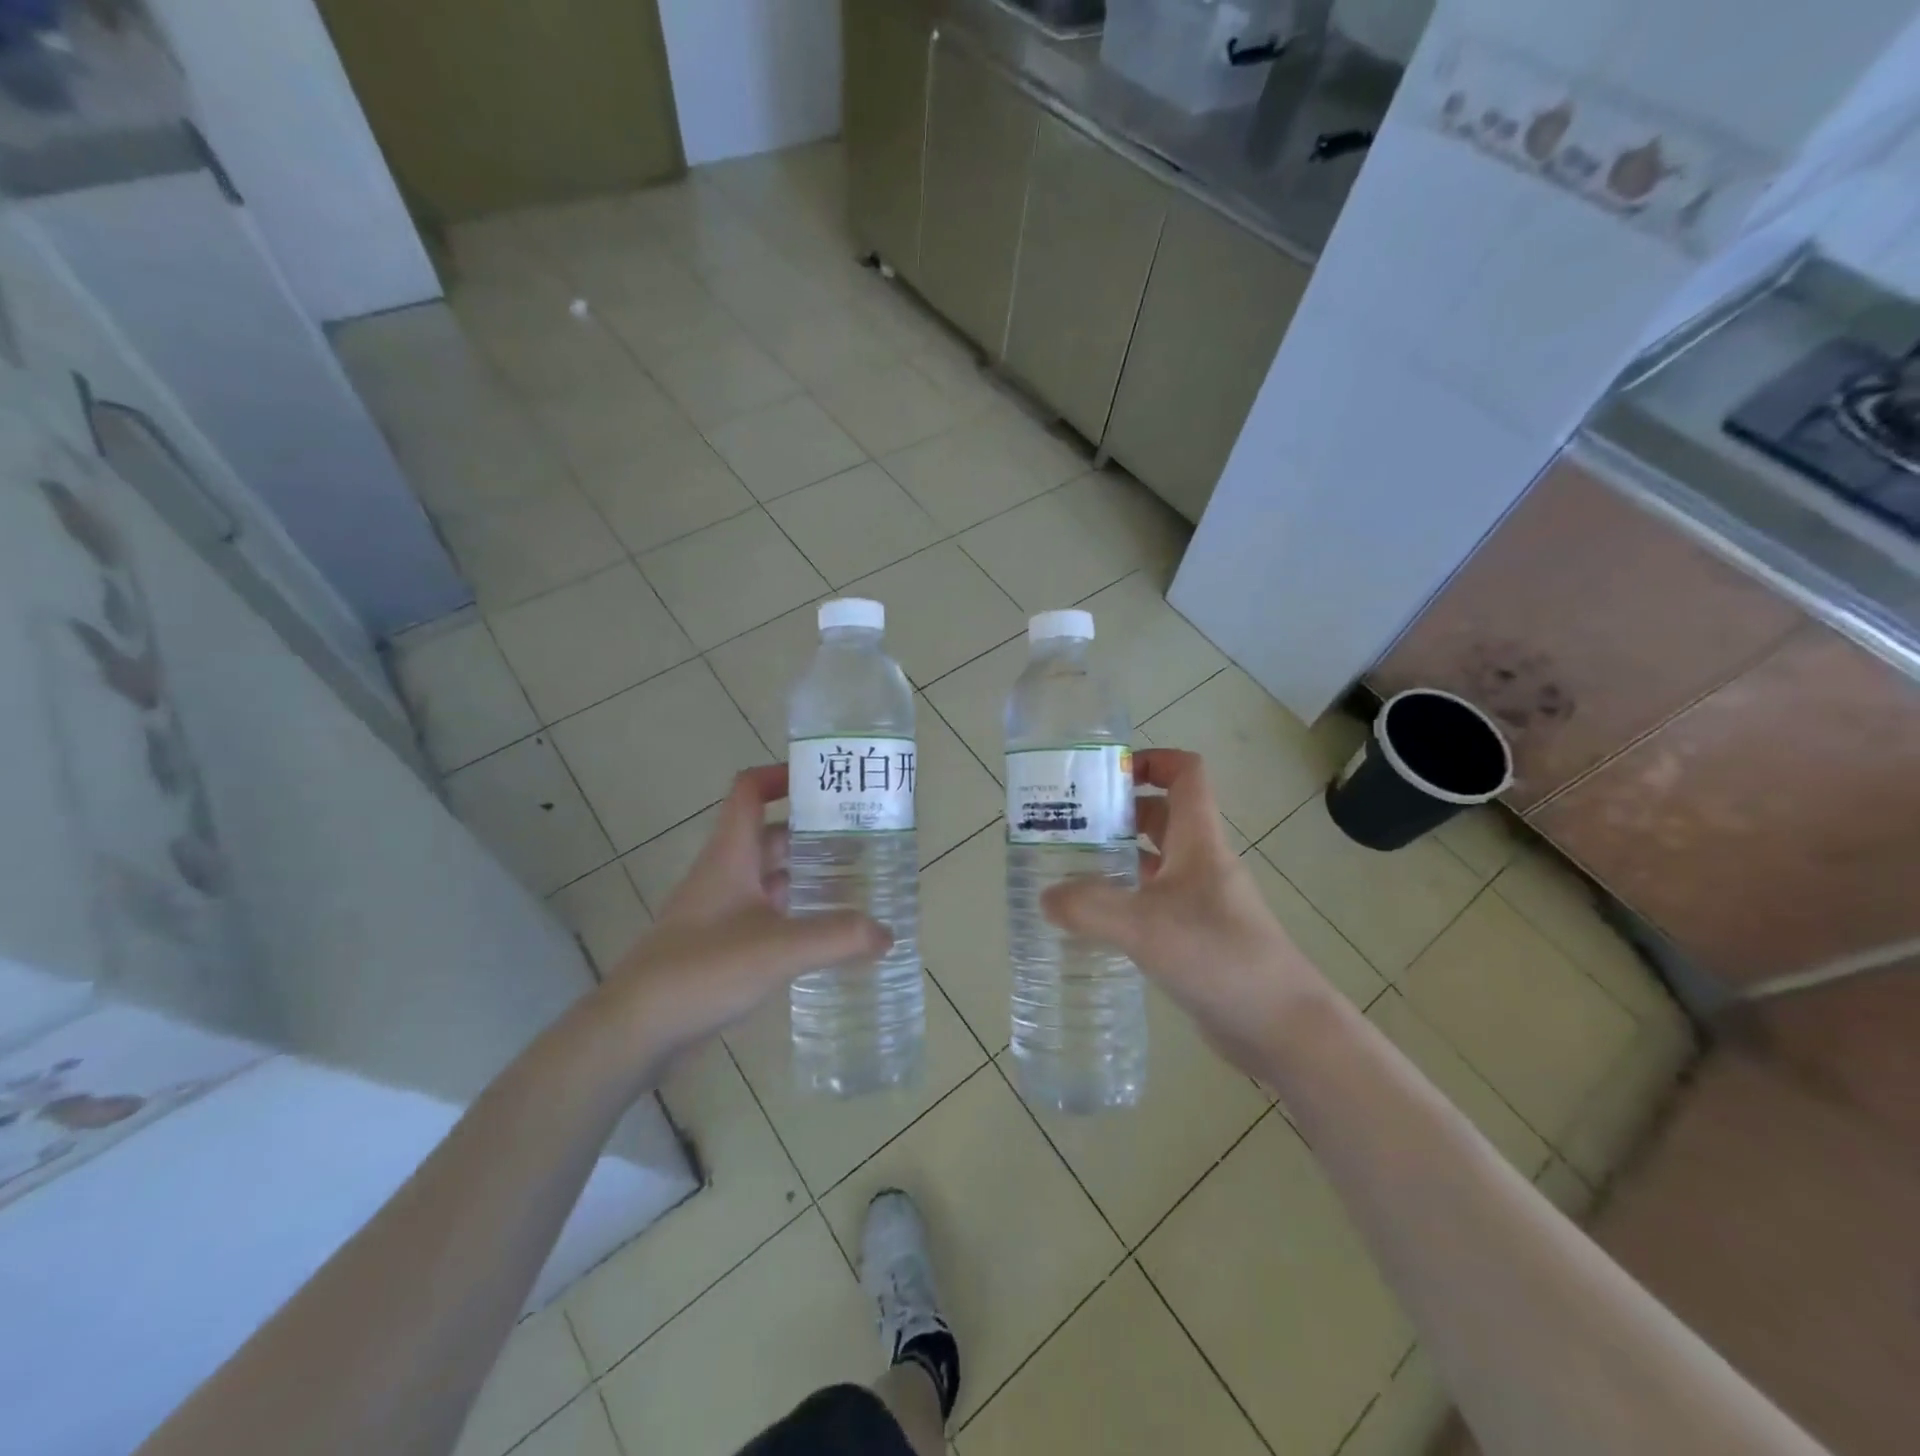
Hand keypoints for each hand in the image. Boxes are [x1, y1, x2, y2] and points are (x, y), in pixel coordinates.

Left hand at [592, 766, 890, 1065]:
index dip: (783, 775)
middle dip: (816, 833)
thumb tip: (887, 933)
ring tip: (858, 884)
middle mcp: (726, 873)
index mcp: (731, 854)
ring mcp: (722, 910)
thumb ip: (837, 937)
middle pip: (772, 835)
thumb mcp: (778, 949)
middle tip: (865, 840)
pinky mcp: (722, 944)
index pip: (751, 790)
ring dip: (809, 875)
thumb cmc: (703, 969)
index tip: (827, 782)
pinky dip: (798, 914)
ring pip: (772, 877)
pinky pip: (767, 914)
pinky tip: (827, 934)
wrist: (636, 1028)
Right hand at [1041, 749, 1331, 1074]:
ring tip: (1069, 870)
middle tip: (1069, 826)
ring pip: (1156, 862)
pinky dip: (1126, 901)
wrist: (1281, 1026)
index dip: (1151, 761)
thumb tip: (1046, 898)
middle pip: (1162, 816)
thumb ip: (1089, 908)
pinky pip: (1156, 903)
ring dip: (1118, 858)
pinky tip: (1095, 921)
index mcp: (1198, 841)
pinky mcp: (1198, 936)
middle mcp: (1202, 862)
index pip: (1186, 774)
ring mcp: (1202, 901)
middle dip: (1117, 813)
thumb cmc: (1218, 955)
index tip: (1104, 775)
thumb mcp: (1144, 926)